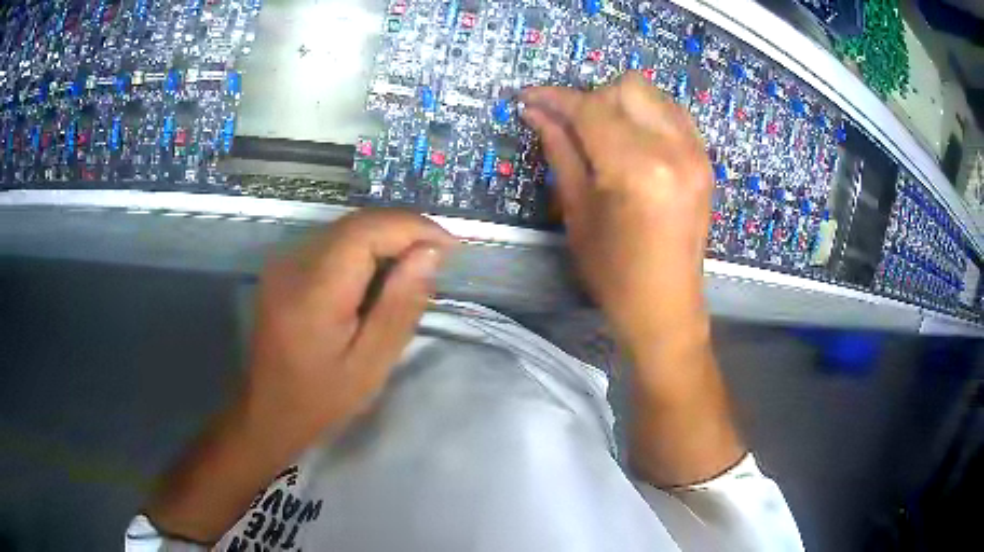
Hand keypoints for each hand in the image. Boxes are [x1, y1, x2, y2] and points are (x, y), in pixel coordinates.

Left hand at [243, 208, 456, 448]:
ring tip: (415, 266)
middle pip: (357, 223)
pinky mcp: (284, 266)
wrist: (268, 409)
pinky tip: (379, 274)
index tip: (450, 248)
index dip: (413, 228)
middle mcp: (293, 263)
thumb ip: (399, 306)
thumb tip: (429, 254)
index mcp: (313, 291)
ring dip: (386, 238)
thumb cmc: (321, 398)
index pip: (366, 231)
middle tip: (438, 258)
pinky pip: (332, 242)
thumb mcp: (370, 364)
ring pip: (346, 228)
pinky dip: (364, 248)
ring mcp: (284, 261)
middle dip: (403, 231)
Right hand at [523, 76, 743, 486]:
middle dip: (591, 98)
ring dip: (620, 102)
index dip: (555, 98)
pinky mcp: (705, 160)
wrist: (667, 306)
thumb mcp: (577, 212)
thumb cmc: (614, 273)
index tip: (528, 97)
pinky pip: (673, 113)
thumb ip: (560, 150)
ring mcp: (696, 153)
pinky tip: (632, 139)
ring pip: (652, 94)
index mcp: (637, 168)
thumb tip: (536, 112)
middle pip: (626, 88)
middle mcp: (673, 150)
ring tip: (601, 132)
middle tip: (570, 124)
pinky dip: (647, 114)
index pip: (590, 108)